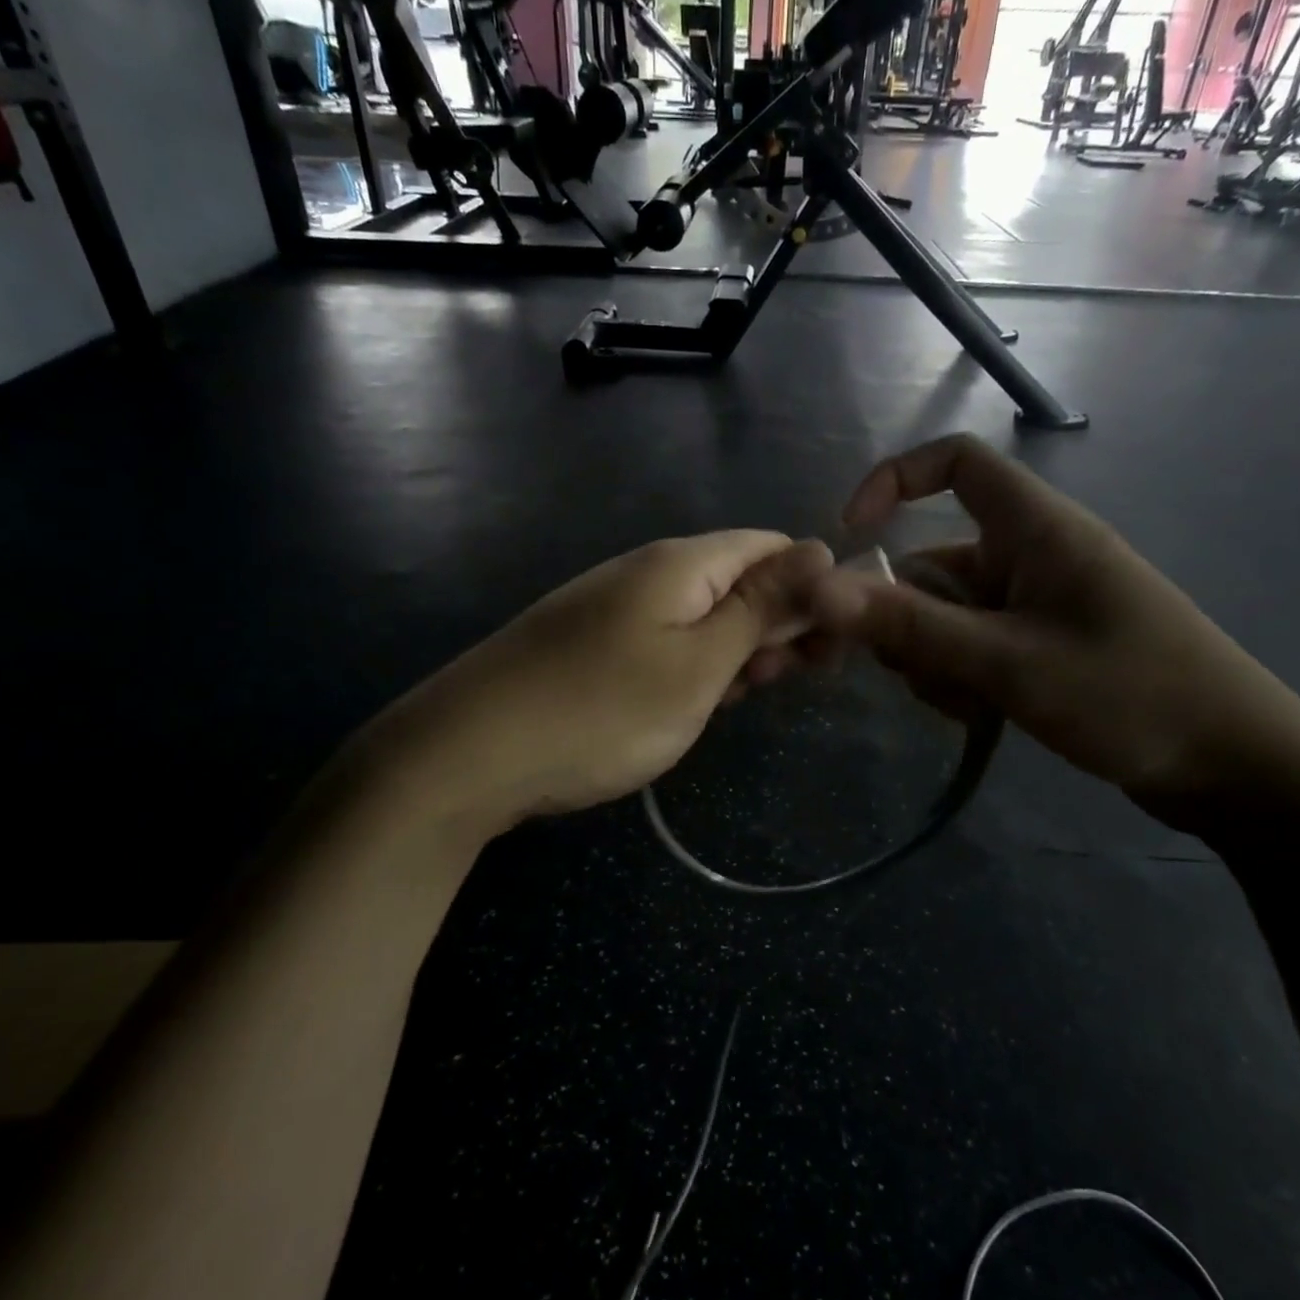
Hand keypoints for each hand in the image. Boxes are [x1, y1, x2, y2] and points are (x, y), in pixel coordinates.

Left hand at [383, 531, 831, 829]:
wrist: (468, 752)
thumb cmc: (603, 710)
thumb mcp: (701, 663)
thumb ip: (761, 606)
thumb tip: (818, 549)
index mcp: (682, 562)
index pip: (771, 546)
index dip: (813, 587)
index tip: (831, 645)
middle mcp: (647, 571)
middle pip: (737, 579)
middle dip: (774, 626)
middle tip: (784, 684)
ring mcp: (613, 606)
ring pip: (701, 616)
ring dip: (733, 653)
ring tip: (731, 701)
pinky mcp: (590, 642)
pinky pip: (662, 641)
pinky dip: (689, 669)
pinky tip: (685, 706)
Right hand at [809, 435, 1299, 813]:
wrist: (1238, 770)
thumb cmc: (1130, 695)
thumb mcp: (1008, 662)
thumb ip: (912, 626)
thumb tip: (820, 591)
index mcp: (1035, 528)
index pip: (956, 462)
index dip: (895, 480)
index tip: (851, 537)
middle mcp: (1033, 555)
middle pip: (935, 559)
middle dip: (906, 614)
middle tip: (909, 669)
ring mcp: (1038, 604)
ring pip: (949, 612)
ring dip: (932, 655)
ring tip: (963, 704)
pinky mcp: (1044, 645)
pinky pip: (975, 645)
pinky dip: (961, 674)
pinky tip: (980, 717)